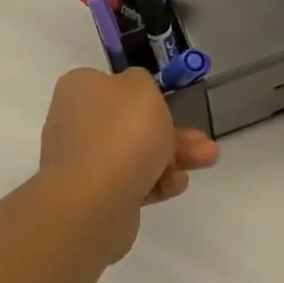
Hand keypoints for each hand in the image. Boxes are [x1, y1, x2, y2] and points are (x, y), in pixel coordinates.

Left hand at [38, 68, 220, 258]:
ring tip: (208, 160)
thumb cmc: (121, 132)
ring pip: (135, 153)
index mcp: (80, 89)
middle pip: (131, 122)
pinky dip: (155, 181)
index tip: (168, 102)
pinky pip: (130, 182)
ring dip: (173, 156)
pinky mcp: (93, 195)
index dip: (144, 94)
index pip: (112, 84)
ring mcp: (82, 161)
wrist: (94, 201)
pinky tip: (176, 185)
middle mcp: (75, 122)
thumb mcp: (142, 87)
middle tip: (202, 139)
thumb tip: (133, 92)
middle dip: (172, 130)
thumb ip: (142, 81)